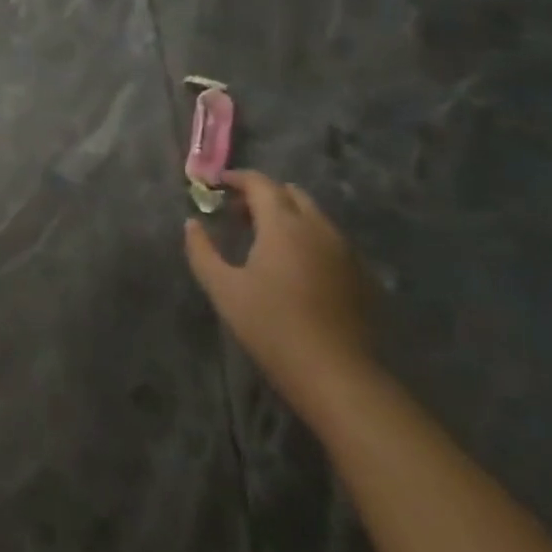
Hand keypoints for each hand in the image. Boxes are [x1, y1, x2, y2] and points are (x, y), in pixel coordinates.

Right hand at [184, 170, 377, 421]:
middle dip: (262, 195)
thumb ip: (202, 250)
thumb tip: (191, 224)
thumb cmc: (271, 326)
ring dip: (286, 216)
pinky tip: (293, 266)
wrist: (336, 373)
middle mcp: (318, 227)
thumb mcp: (223, 288)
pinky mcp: (360, 273)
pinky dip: (306, 237)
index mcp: (284, 224)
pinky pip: (329, 239)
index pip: (260, 183)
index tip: (216, 185)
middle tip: (237, 214)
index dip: (236, 178)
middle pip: (290, 193)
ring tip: (262, 240)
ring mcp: (344, 249)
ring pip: (313, 215)